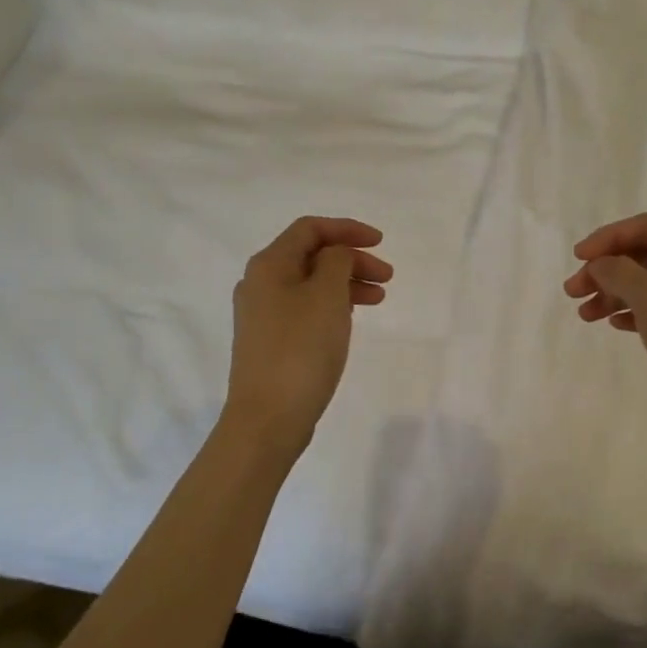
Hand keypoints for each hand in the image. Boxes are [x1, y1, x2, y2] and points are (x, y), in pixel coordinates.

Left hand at [225, 217, 391, 456]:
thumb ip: (337, 261)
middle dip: (352, 259)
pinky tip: (350, 318)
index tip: (381, 242)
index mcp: (269, 265)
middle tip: (387, 277)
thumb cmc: (301, 349)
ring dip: (346, 283)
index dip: (347, 229)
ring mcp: (262, 314)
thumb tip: (336, 254)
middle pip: (311, 256)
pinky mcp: (270, 341)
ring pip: (311, 284)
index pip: (310, 229)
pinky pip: (305, 308)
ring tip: (378, 299)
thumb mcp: (327, 295)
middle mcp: (260, 283)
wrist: (268, 418)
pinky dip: (332, 305)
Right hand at [564, 212, 646, 452]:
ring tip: (584, 315)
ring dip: (612, 293)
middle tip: (573, 291)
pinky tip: (613, 324)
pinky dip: (630, 312)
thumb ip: (620, 272)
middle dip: (606, 269)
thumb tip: (599, 264)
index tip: (578, 258)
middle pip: (645, 255)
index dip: (609, 237)